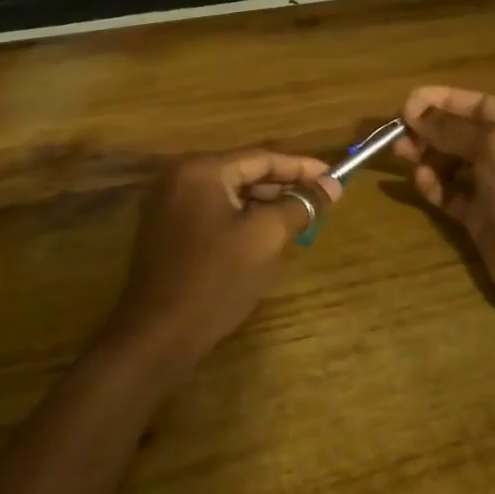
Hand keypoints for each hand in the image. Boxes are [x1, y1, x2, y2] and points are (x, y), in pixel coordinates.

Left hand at [107, 151, 340, 374]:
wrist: (160, 335)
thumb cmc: (216, 279)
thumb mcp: (266, 237)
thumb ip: (301, 205)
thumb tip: (333, 185)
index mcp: (201, 170)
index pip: (261, 158)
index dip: (301, 167)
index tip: (334, 176)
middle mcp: (180, 178)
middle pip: (244, 173)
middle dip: (284, 187)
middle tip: (321, 200)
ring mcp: (169, 205)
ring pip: (230, 195)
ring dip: (265, 205)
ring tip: (301, 218)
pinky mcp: (167, 231)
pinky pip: (214, 214)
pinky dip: (242, 220)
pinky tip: (268, 236)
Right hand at [394, 86, 494, 335]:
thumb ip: (451, 127)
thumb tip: (412, 110)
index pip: (477, 104)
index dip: (442, 100)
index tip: (406, 101)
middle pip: (460, 134)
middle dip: (429, 129)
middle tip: (397, 132)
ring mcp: (494, 188)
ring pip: (451, 164)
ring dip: (426, 155)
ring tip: (401, 153)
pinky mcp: (479, 218)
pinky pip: (449, 194)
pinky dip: (433, 185)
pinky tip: (420, 180)